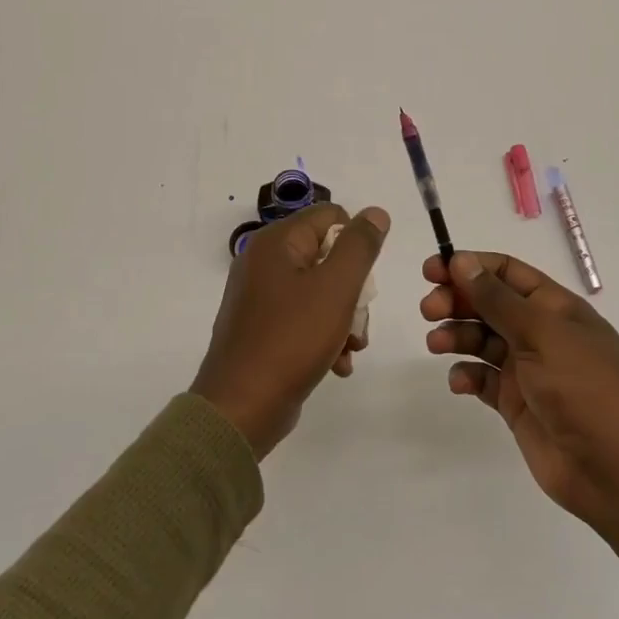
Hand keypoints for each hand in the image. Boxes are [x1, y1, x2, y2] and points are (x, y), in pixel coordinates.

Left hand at [193, 203, 389, 458]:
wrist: (242, 406)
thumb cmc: (292, 338)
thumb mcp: (336, 287)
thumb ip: (360, 246)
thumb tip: (376, 212)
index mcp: (276, 242)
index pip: (330, 217)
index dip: (355, 242)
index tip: (363, 278)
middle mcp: (263, 262)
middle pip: (327, 256)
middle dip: (353, 290)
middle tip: (359, 320)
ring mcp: (260, 296)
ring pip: (320, 291)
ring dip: (344, 318)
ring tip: (351, 348)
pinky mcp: (262, 327)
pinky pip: (303, 318)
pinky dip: (325, 336)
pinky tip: (338, 364)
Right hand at [421, 250, 618, 533]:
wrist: (612, 469)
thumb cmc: (583, 388)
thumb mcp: (541, 333)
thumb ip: (497, 298)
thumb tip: (462, 260)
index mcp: (556, 308)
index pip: (507, 273)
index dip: (470, 266)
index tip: (433, 270)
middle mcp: (541, 333)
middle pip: (489, 304)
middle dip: (457, 301)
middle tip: (428, 310)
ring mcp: (528, 369)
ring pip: (481, 340)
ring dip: (456, 336)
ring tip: (436, 345)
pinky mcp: (516, 403)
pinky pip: (482, 379)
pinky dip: (466, 375)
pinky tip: (459, 382)